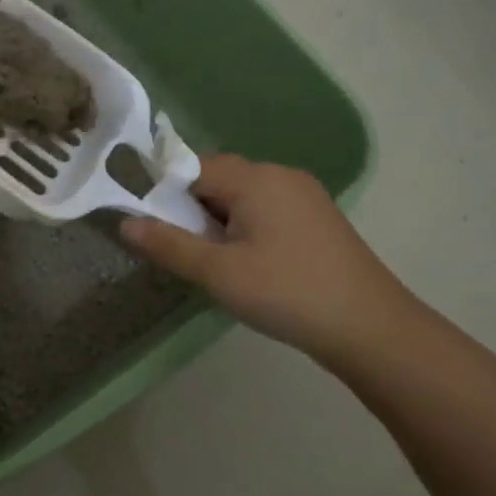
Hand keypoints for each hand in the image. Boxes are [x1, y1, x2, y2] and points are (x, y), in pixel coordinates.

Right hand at [120, 153, 416, 366]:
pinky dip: (246, 228)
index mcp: (254, 178)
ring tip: (217, 263)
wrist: (370, 328)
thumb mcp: (218, 272)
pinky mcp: (318, 218)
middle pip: (217, 178)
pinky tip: (250, 264)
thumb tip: (125, 223)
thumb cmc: (286, 293)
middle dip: (193, 210)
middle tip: (187, 252)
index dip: (166, 194)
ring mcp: (304, 195)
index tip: (156, 229)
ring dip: (219, 221)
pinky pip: (266, 209)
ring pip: (242, 196)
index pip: (192, 167)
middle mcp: (280, 175)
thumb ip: (168, 244)